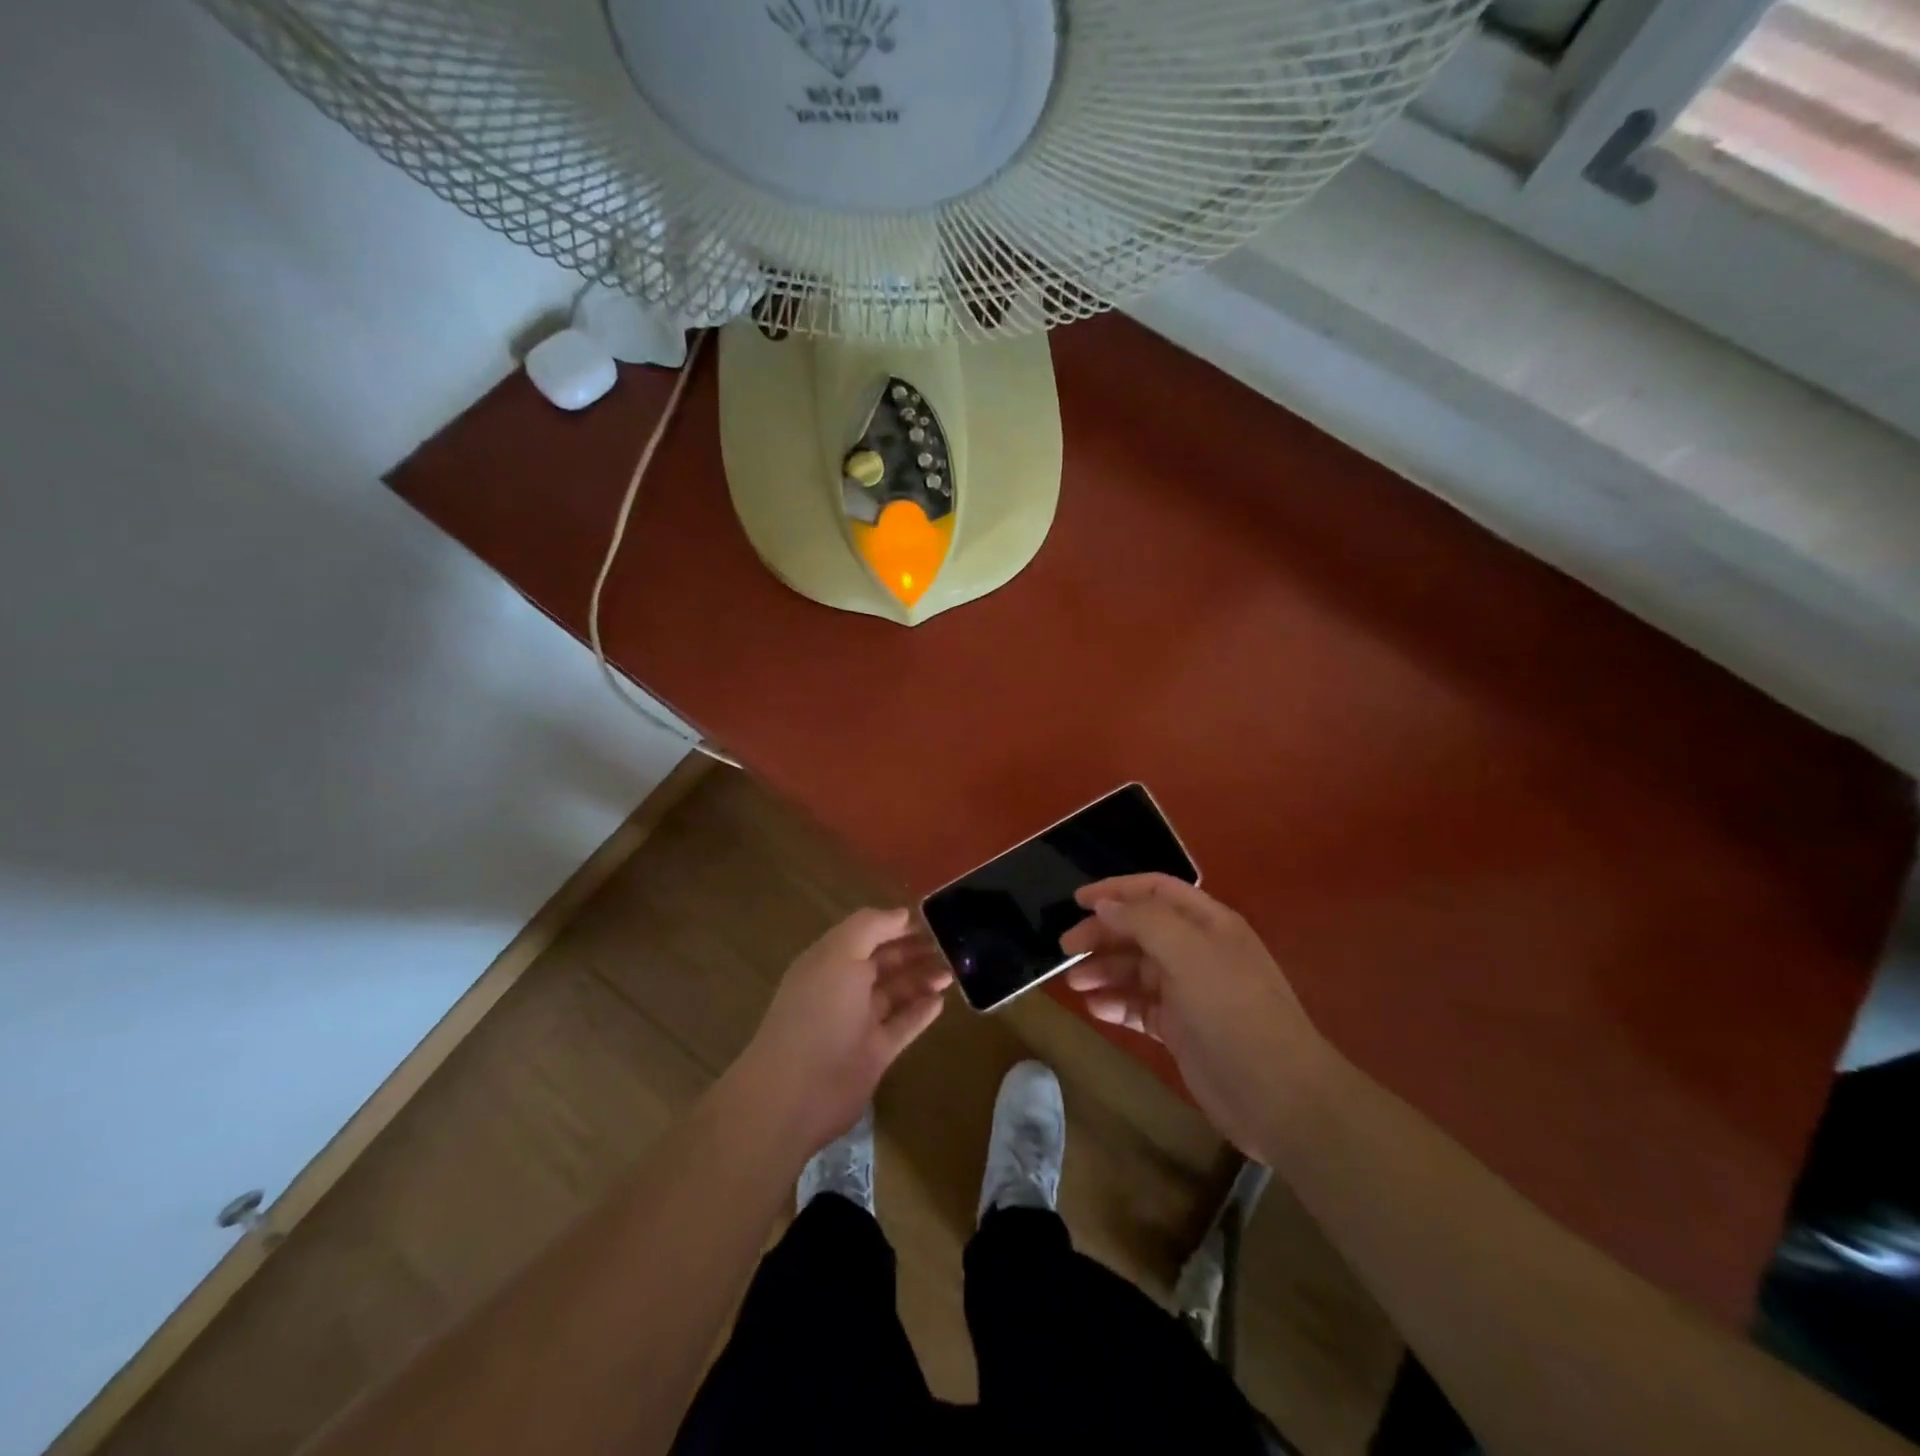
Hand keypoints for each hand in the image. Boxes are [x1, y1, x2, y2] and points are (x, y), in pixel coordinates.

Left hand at [736, 908, 951, 1151]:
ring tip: (952, 970)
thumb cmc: (819, 1012)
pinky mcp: (875, 1053)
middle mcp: (844, 988)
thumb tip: (902, 913)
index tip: (930, 919)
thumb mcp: (840, 955)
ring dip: (922, 978)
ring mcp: (859, 1022)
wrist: (798, 1091)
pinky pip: (903, 1025)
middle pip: (884, 962)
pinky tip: (941, 1000)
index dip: (896, 925)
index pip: (867, 935)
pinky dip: (921, 1012)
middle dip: (914, 950)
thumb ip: (870, 927)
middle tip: (950, 945)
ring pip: (897, 992)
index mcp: (829, 961)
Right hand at [1061, 874, 1325, 1158]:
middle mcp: (1198, 952)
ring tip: (1074, 984)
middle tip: (1065, 950)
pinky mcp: (1182, 1030)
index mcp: (1208, 924)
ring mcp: (1190, 992)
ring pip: (1136, 970)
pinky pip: (1140, 1007)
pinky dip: (1117, 1005)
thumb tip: (1105, 904)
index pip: (1155, 891)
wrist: (1279, 1098)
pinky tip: (1096, 1010)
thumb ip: (1144, 921)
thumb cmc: (1233, 1012)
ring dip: (1104, 971)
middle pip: (1140, 930)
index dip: (1116, 890)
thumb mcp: (1189, 954)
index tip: (1077, 901)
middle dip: (1103, 935)